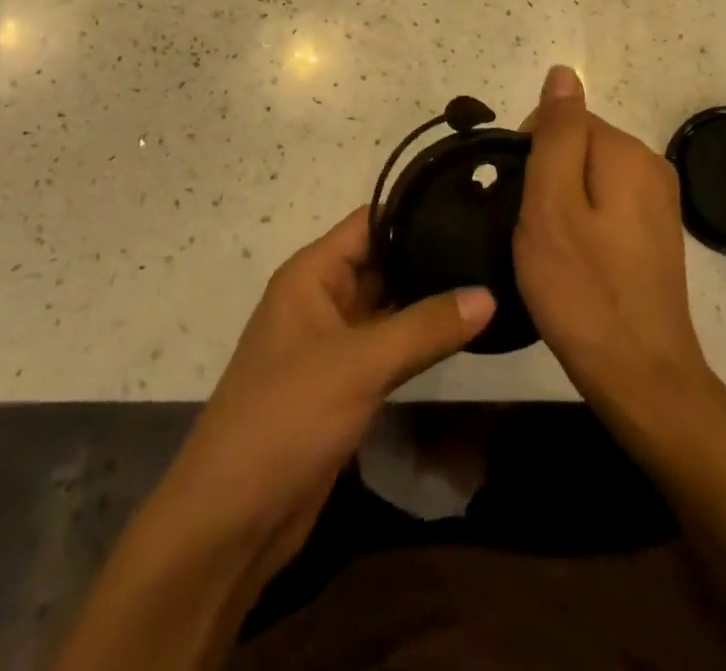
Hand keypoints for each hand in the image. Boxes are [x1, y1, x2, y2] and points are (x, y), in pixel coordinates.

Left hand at [160, 209, 495, 573]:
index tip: (469, 208)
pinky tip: (461, 334)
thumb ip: (425, 327)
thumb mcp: (359, 365)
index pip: (369, 223)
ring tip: (488, 281)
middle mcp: (320, 298)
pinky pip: (386, 347)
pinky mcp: (343, 383)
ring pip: (386, 307)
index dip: (414, 213)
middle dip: (428, 256)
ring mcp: (331, 343)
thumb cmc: (287, 417)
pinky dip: (418, 340)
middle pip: (380, 262)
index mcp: (311, 274)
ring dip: (427, 300)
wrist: (234, 516)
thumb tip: (489, 293)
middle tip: (492, 248)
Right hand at [515, 65, 708, 421]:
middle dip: (547, 180)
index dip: (530, 158)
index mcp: (627, 152)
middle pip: (577, 147)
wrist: (642, 377)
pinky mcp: (657, 234)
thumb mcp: (551, 204)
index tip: (524, 205)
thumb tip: (564, 72)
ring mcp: (659, 203)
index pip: (561, 120)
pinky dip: (584, 226)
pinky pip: (606, 207)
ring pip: (588, 179)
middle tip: (538, 234)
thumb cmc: (583, 289)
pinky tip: (579, 265)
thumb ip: (556, 133)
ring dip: (562, 205)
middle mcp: (652, 166)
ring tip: (555, 253)